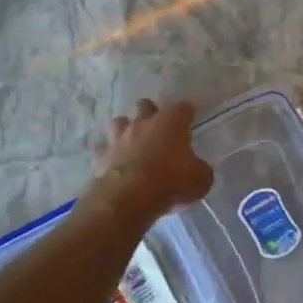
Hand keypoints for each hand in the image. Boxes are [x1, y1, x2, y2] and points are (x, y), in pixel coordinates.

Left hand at [84, 99, 214, 226]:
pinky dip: (110, 154)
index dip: (187, 112)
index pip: (183, 108)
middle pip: (146, 105)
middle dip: (152, 112)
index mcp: (170, 123)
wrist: (128, 198)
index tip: (190, 118)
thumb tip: (198, 169)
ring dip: (127, 129)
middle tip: (159, 128)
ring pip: (120, 122)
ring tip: (133, 142)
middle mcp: (143, 123)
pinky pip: (105, 149)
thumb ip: (200, 169)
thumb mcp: (200, 179)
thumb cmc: (170, 182)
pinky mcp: (102, 155)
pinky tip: (115, 163)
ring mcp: (119, 138)